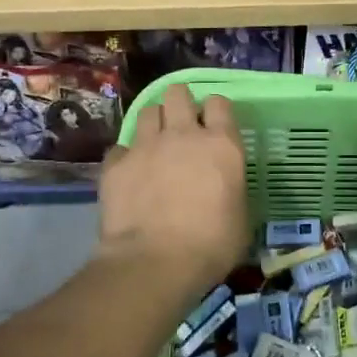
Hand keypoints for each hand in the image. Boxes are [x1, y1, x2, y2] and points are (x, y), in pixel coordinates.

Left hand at [96, 84, 246, 299]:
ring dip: (153, 122)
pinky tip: (129, 172)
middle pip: (178, 93)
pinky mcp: (115, 163)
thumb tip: (226, 190)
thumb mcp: (241, 219)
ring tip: (155, 142)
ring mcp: (146, 146)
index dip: (215, 110)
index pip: (219, 103)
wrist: (154, 263)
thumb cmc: (210, 245)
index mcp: (221, 145)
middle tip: (181, 123)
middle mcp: (183, 135)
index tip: (214, 124)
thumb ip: (233, 191)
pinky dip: (126, 156)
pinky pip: (120, 147)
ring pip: (147, 111)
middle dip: (179, 102)